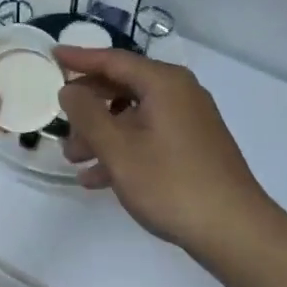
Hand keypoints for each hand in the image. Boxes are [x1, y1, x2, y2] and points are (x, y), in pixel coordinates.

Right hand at [57, 47, 278, 255]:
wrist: (234, 230)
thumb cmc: (170, 183)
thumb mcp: (117, 148)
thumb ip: (87, 114)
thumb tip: (70, 90)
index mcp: (164, 83)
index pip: (113, 60)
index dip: (80, 59)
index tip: (52, 55)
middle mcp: (180, 93)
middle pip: (123, 87)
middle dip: (88, 106)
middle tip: (58, 120)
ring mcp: (189, 121)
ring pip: (134, 116)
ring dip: (101, 133)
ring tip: (73, 158)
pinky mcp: (194, 147)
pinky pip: (148, 136)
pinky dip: (122, 149)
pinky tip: (97, 178)